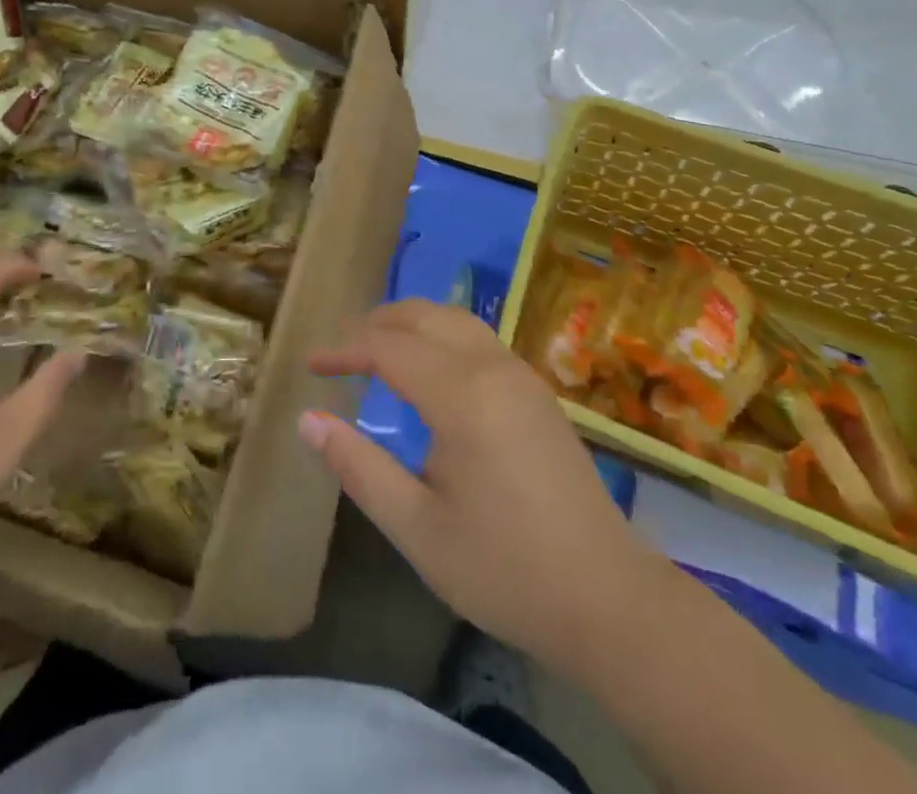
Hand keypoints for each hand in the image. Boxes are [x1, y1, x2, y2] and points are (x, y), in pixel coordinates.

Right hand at [300, 300, 653, 673]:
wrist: (609, 600)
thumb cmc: (505, 569)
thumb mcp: (416, 529)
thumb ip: (358, 467)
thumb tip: (307, 420)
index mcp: (462, 396)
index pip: (388, 347)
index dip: (344, 349)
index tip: (310, 365)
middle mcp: (493, 368)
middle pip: (423, 316)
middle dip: (376, 323)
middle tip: (340, 350)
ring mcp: (522, 375)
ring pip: (455, 319)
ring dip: (410, 322)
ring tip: (377, 348)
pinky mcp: (538, 392)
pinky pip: (478, 338)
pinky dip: (440, 335)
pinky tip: (429, 370)